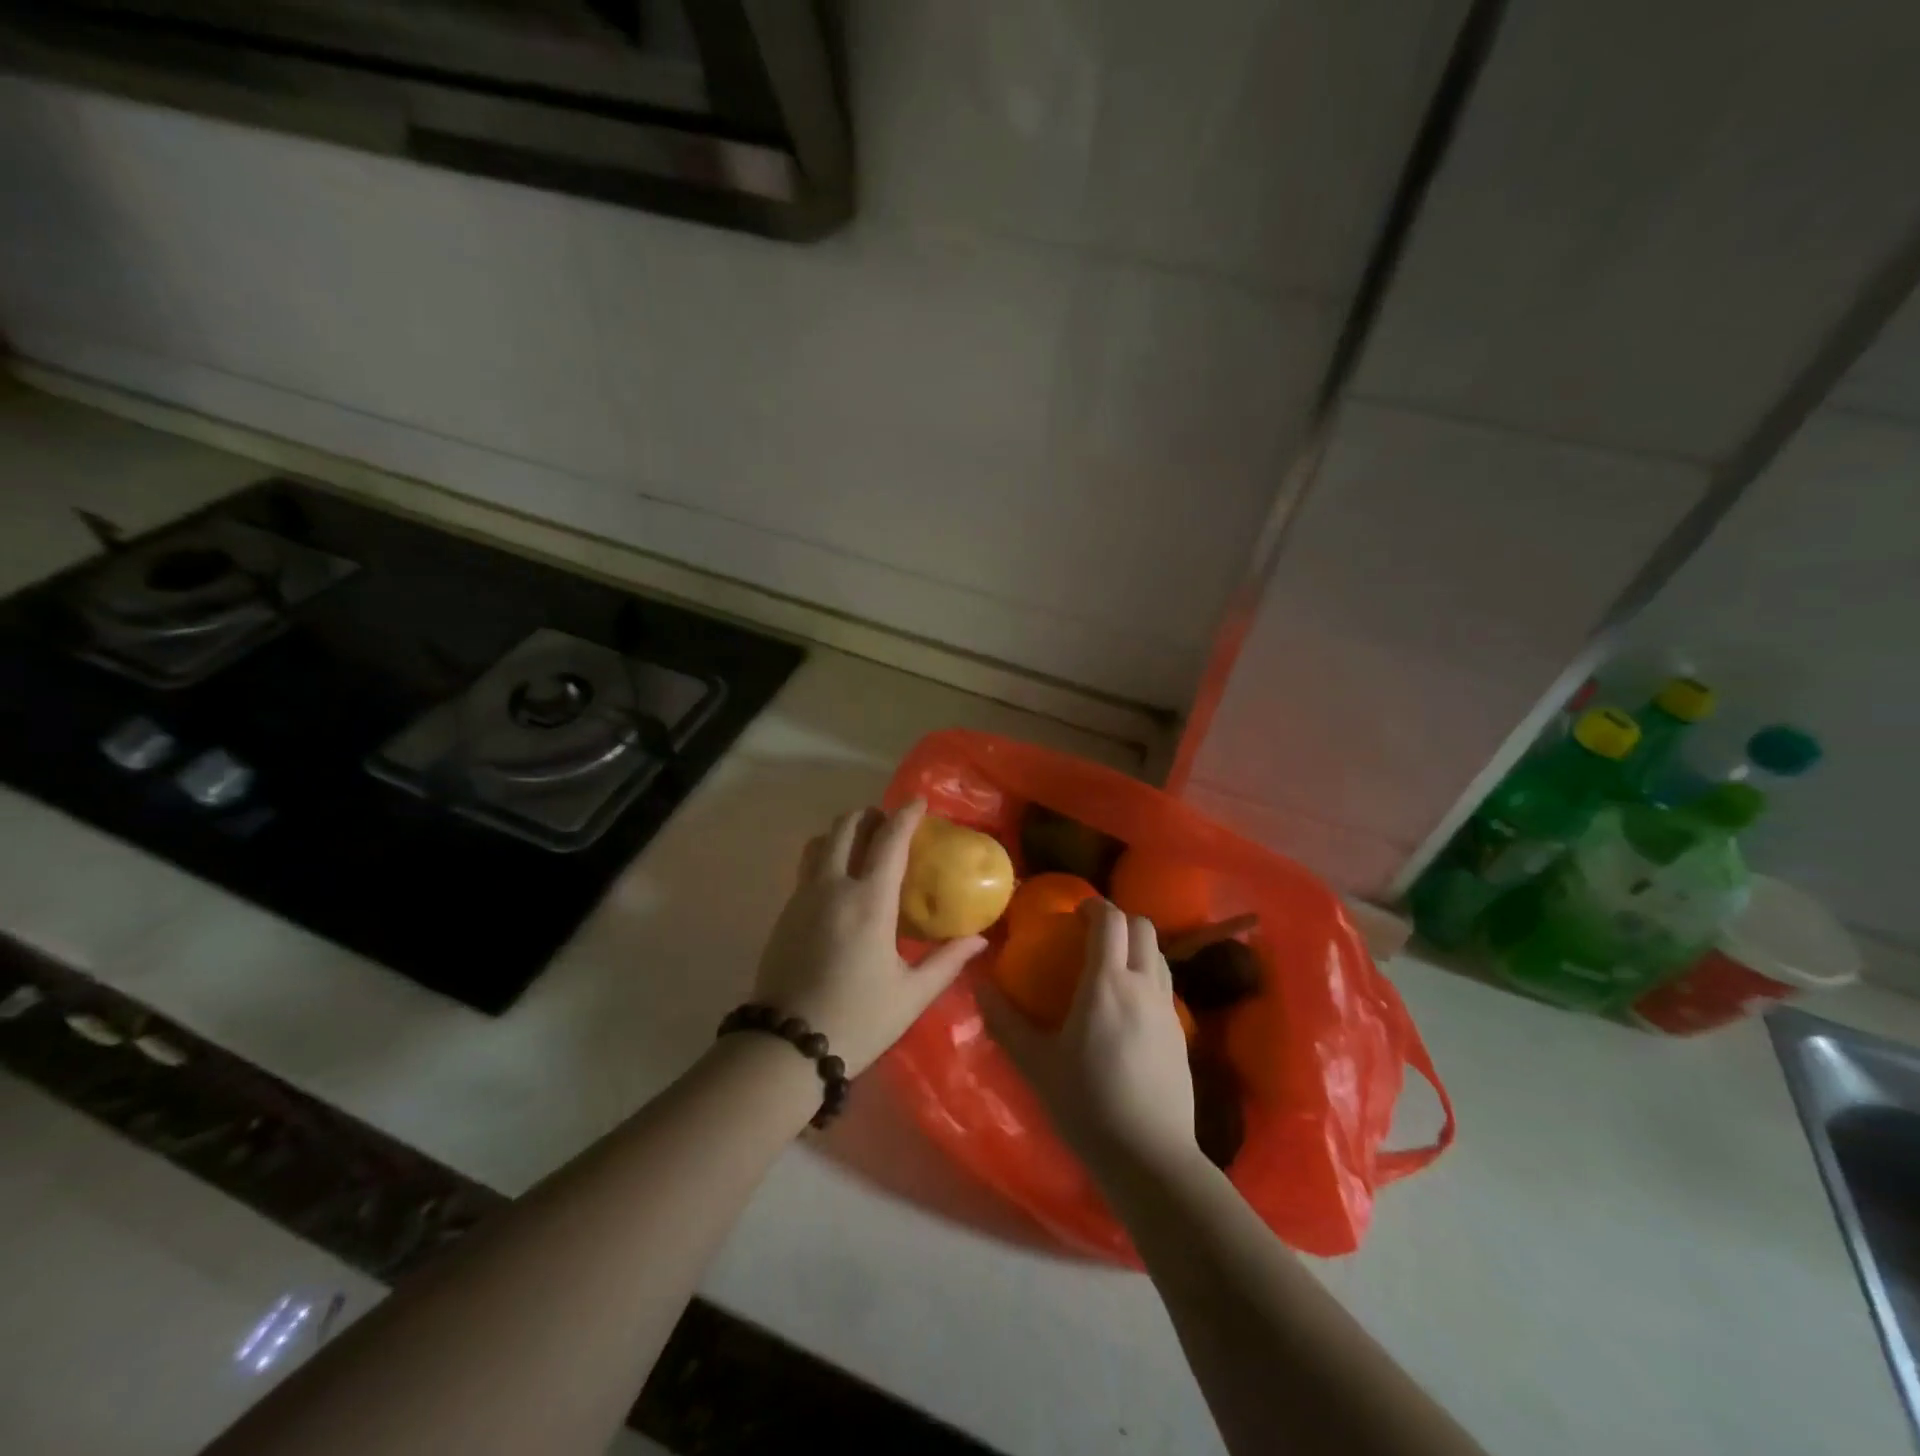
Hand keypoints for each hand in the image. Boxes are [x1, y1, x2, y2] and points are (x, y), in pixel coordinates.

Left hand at [752, 799, 985, 1076]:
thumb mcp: (912, 994)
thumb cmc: (858, 1019)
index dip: (905, 815)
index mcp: (869, 902)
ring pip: (819, 843)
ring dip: (842, 832)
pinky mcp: (784, 913)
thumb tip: (979, 939)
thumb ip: (947, 960)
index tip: (918, 802)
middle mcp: (832, 887)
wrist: (786, 1047)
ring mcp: (803, 897)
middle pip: (846, 827)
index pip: (889, 840)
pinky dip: (825, 856)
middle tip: (888, 823)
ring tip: (862, 845)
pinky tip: (839, 883)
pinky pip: (806, 867)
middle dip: (869, 815)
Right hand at [981, 899, 1197, 1183]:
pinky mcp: (1182, 1033)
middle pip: (1143, 928)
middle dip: (1119, 919)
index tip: (1075, 911)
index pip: (1111, 921)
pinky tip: (1127, 1006)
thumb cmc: (1087, 1104)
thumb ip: (1005, 1021)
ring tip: (1111, 964)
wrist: (1150, 1156)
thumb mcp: (1036, 1064)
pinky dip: (1147, 974)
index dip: (1094, 906)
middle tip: (1092, 933)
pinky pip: (1165, 985)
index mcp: (1107, 983)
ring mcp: (1168, 1009)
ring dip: (1136, 946)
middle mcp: (1143, 985)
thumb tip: (979, 987)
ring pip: (1159, 954)